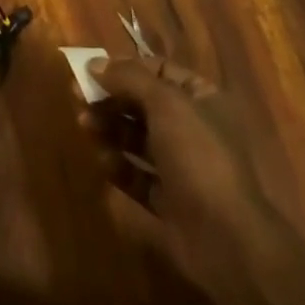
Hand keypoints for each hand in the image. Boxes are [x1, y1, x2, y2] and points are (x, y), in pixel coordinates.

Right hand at [80, 56, 286, 295]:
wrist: (226, 241)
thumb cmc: (198, 156)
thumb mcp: (165, 103)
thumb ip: (129, 79)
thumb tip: (94, 63)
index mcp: (201, 99)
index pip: (158, 71)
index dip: (125, 68)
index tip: (92, 69)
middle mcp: (192, 129)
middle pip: (144, 104)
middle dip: (112, 98)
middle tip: (78, 97)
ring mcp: (182, 168)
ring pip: (139, 139)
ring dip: (111, 129)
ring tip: (84, 124)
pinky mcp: (169, 202)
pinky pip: (139, 177)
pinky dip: (119, 166)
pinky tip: (102, 159)